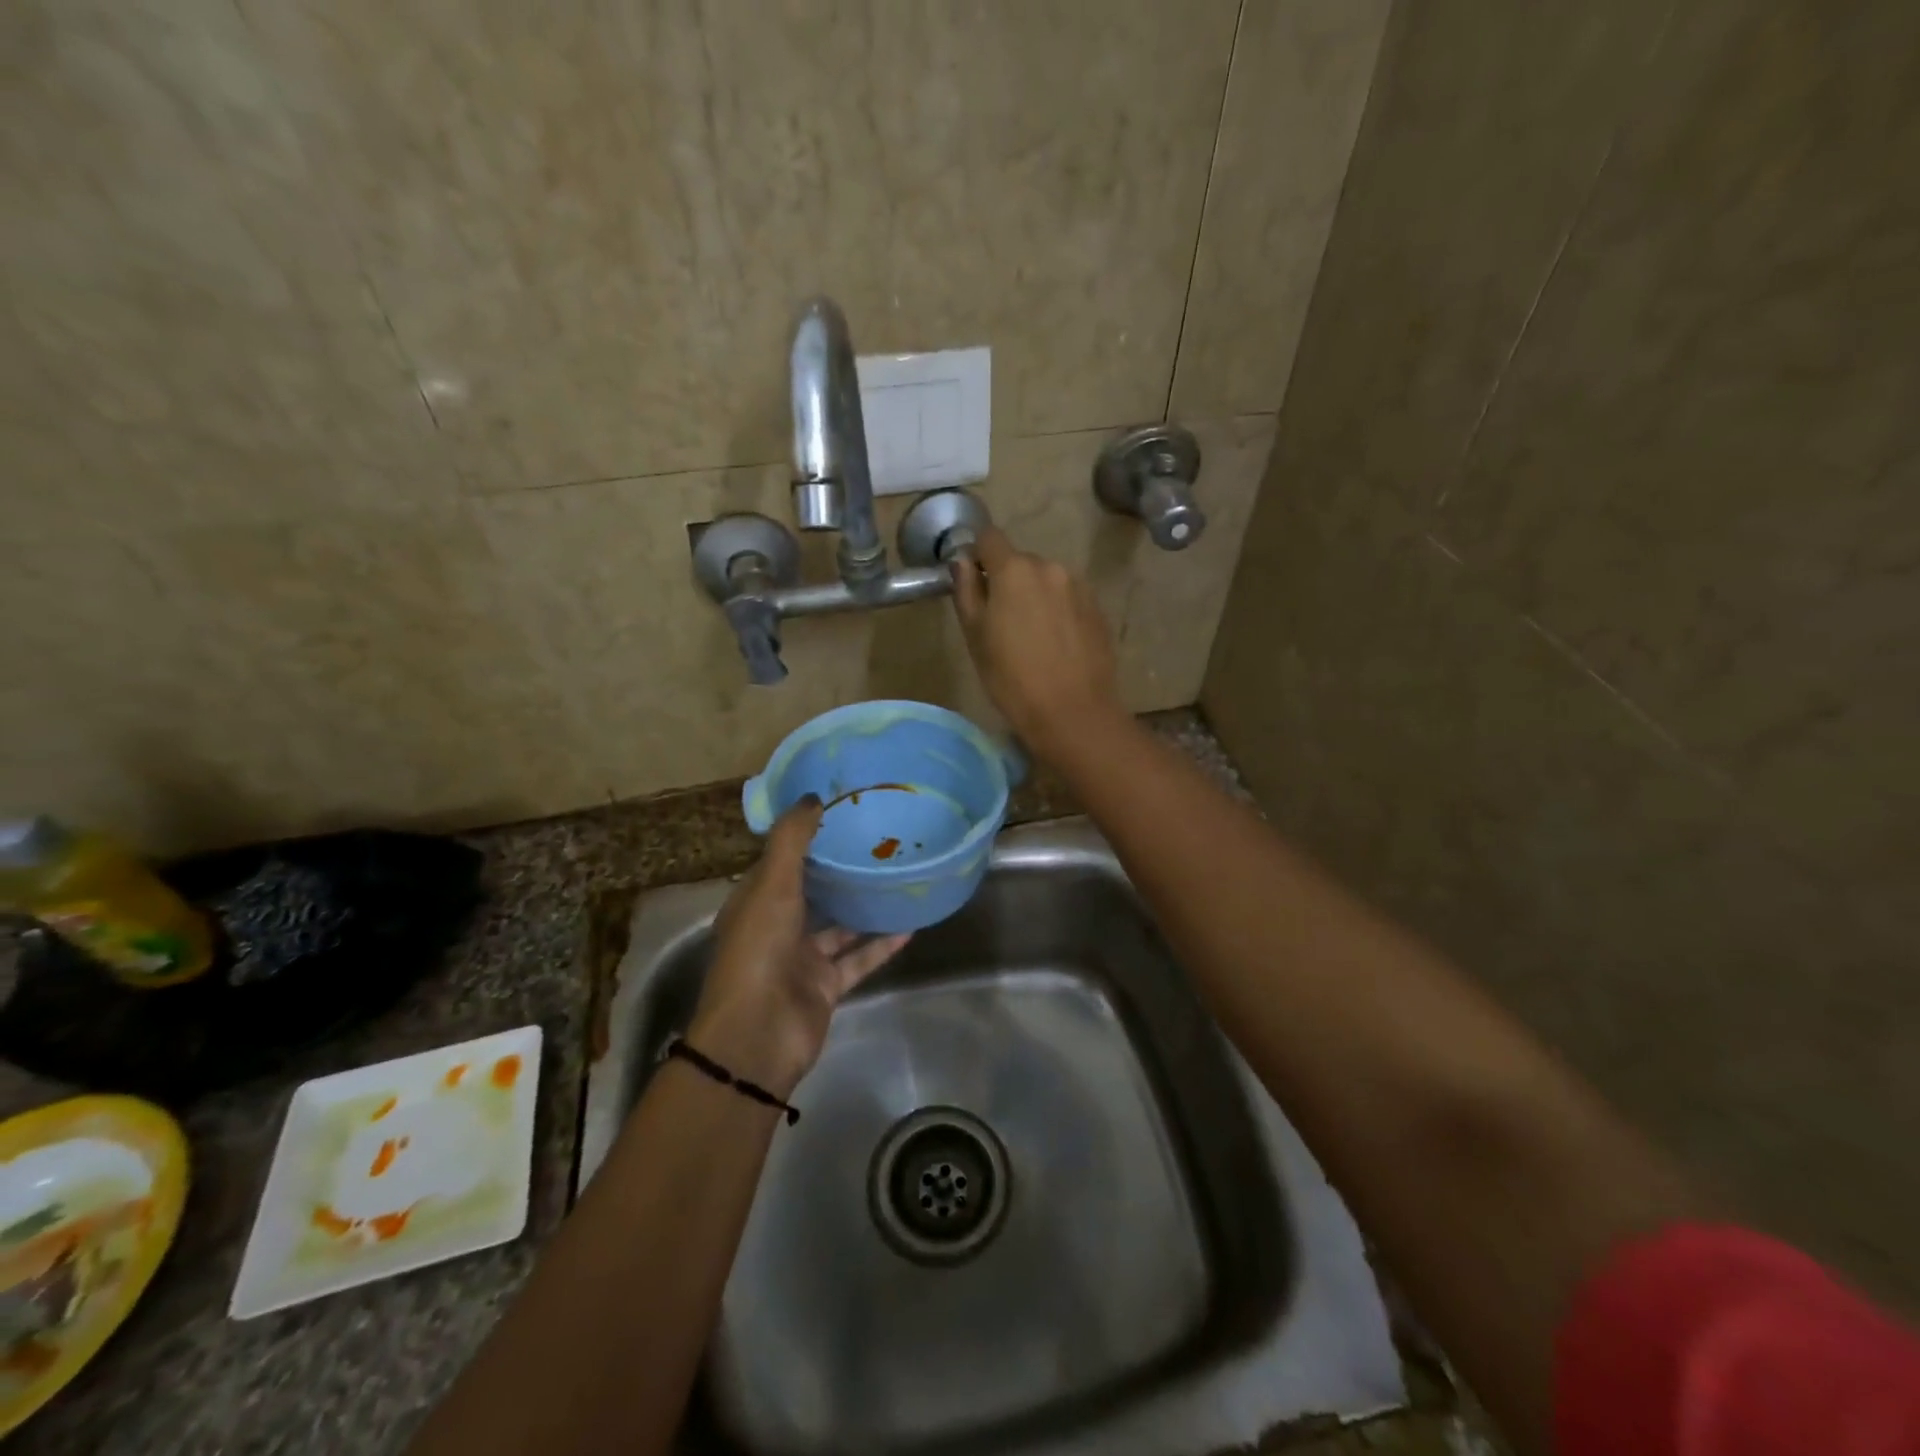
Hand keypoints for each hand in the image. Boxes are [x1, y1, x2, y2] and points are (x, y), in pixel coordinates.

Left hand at [686, 797, 909, 1097]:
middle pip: (812, 892)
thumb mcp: (771, 885)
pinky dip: (881, 944)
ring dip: (864, 907)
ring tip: (897, 878)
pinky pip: (859, 959)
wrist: (758, 1034)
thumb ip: (792, 840)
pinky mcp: (826, 986)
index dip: (804, 837)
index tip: (838, 812)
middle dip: (839, 871)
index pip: (779, 862)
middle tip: (877, 840)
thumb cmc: (758, 949)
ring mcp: (802, 959)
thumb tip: (812, 796)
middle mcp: (777, 927)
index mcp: (754, 902)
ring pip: (839, 927)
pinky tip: (910, 924)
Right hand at [951, 525, 1125, 762]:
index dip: (978, 555)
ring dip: (1035, 596)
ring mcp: (1079, 587)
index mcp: (1014, 570)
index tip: (974, 582)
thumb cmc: (1012, 678)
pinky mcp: (1098, 609)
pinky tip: (1056, 644)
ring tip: (1032, 637)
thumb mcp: (975, 637)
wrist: (1073, 712)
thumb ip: (967, 591)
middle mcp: (1050, 567)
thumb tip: (962, 562)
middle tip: (1001, 621)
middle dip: (1008, 581)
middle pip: (1020, 561)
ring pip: (1046, 580)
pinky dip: (1058, 611)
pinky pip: (1068, 599)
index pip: (989, 537)